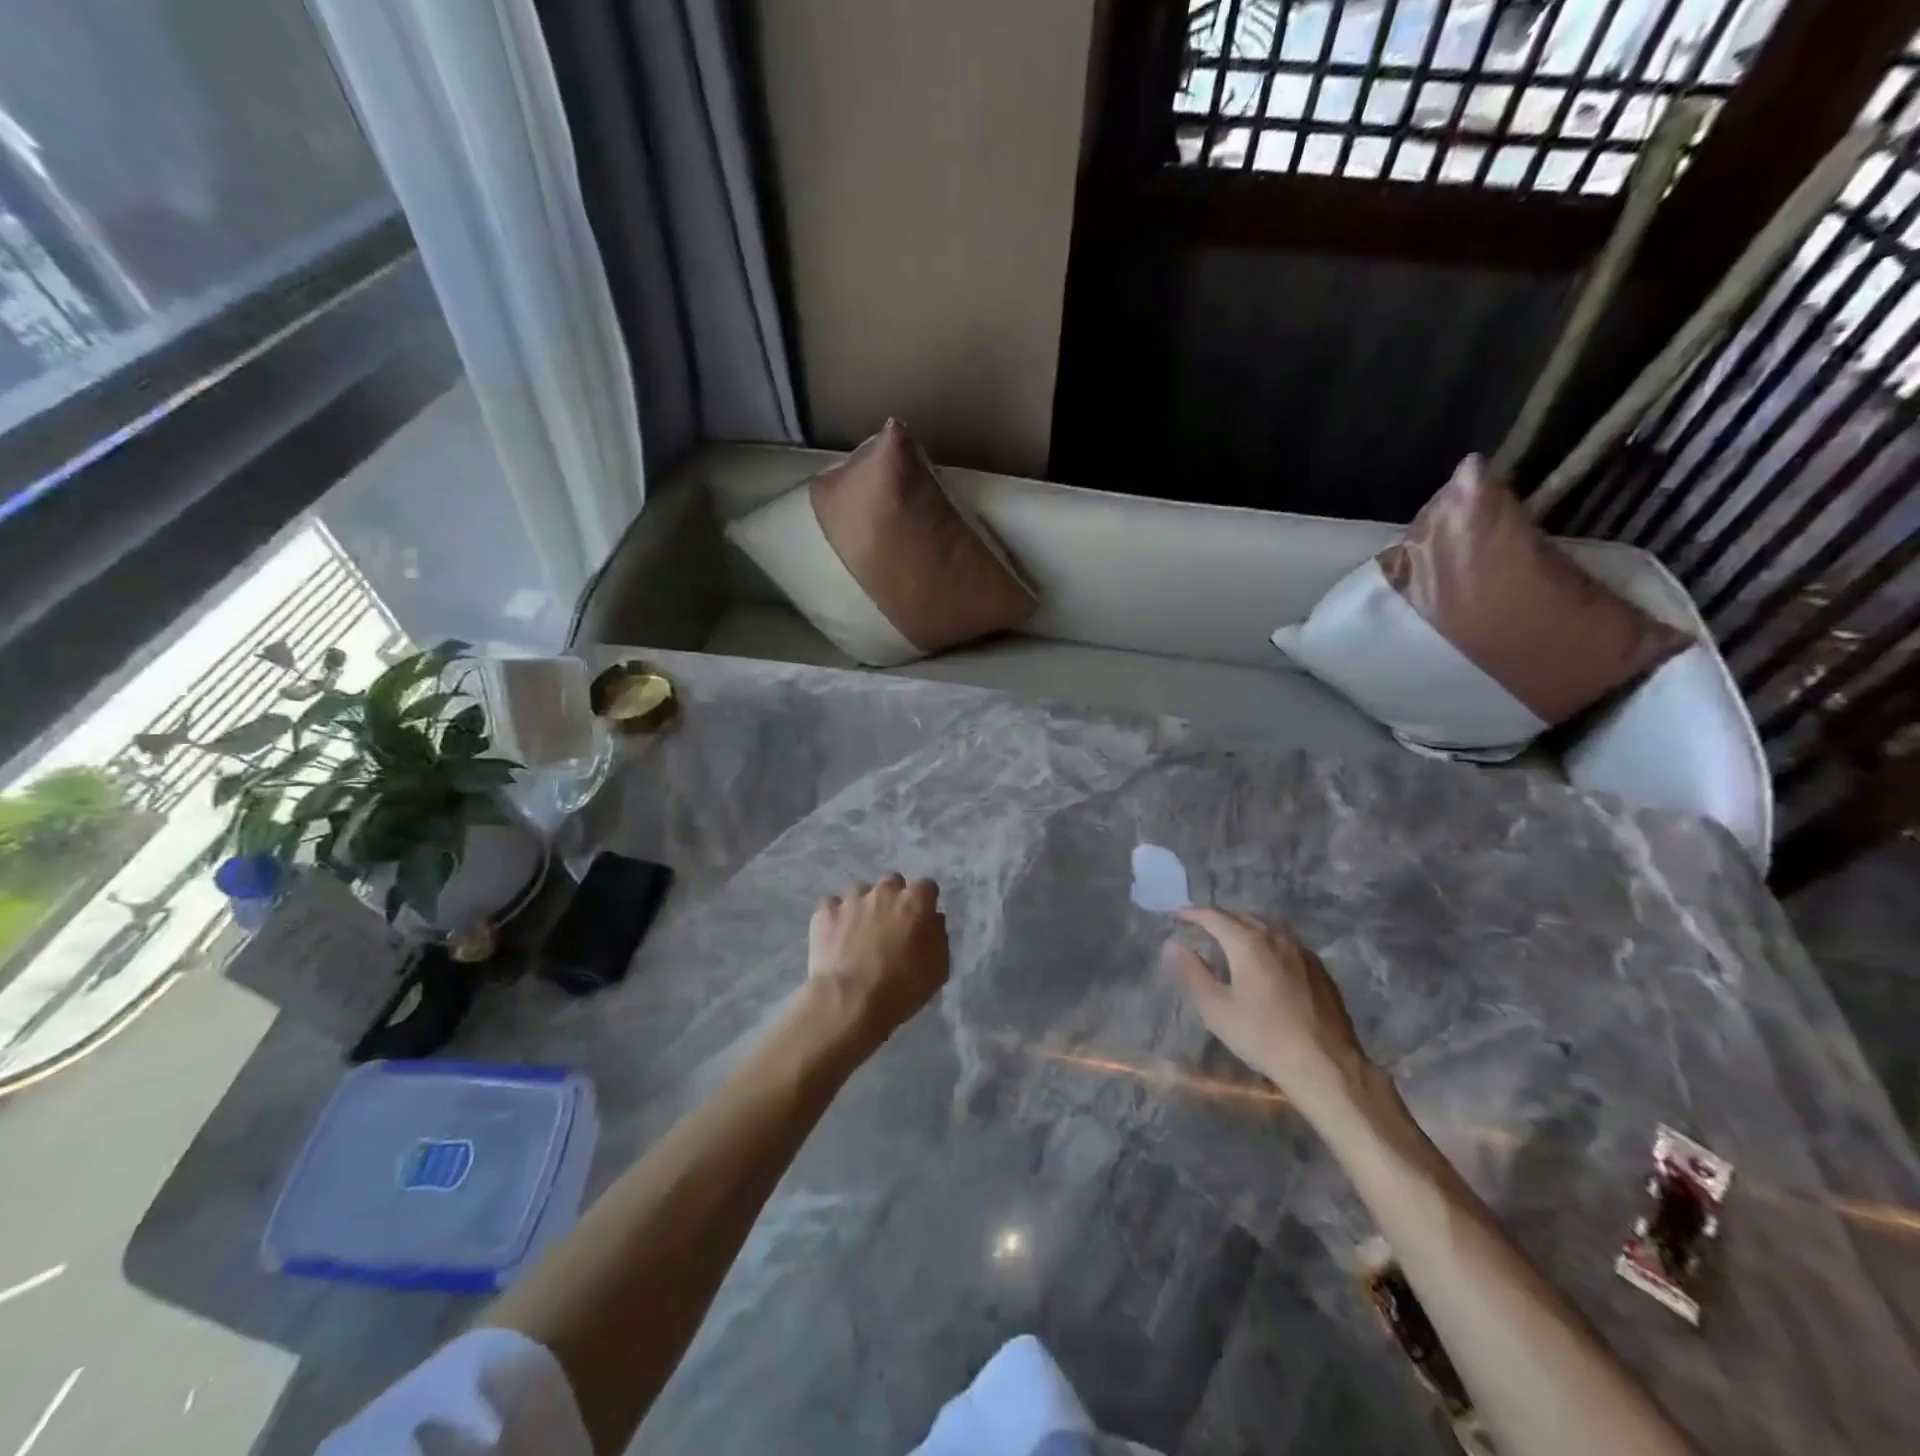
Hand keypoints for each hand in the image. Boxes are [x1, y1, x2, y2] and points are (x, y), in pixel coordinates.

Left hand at [806, 874, 948, 1051]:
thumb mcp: (938, 969)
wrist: (849, 1001)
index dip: (924, 902)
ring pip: (860, 892)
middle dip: (893, 899)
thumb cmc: (901, 988)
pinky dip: (836, 917)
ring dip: (863, 907)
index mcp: (915, 902)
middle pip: (892, 883)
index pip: (926, 886)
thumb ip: (938, 936)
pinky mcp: (825, 912)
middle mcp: (884, 892)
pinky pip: (832, 905)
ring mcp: (851, 899)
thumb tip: (932, 920)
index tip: (921, 920)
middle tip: (890, 926)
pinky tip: (836, 937)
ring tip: (858, 934)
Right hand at [1167, 908, 1372, 1119]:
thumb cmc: (1262, 1036)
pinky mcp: (1319, 968)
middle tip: (1201, 926)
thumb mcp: (1216, 1008)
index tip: (1178, 915)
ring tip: (1231, 937)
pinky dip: (1267, 940)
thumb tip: (1174, 944)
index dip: (1193, 914)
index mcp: (1248, 943)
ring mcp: (1301, 951)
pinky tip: (1266, 959)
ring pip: (1267, 926)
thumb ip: (1192, 972)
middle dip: (1219, 918)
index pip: (1214, 917)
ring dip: (1245, 926)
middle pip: (1242, 917)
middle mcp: (1276, 937)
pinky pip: (1285, 942)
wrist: (1325, 1065)